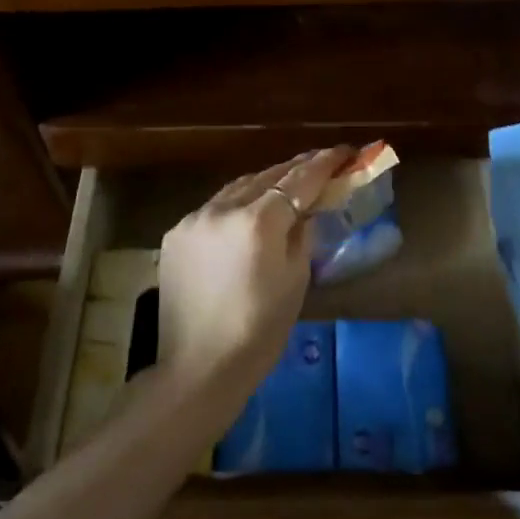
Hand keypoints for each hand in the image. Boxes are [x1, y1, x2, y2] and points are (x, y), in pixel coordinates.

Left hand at [157, 148, 352, 390]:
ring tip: (286, 184)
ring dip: (264, 184)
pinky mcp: (175, 235)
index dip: (324, 163)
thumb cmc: (259, 330)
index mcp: (257, 221)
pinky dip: (236, 205)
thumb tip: (307, 210)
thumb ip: (303, 234)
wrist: (199, 367)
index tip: (344, 151)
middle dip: (295, 169)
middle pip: (266, 177)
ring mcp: (193, 219)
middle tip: (320, 163)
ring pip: (237, 188)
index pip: (298, 180)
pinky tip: (248, 214)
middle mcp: (222, 209)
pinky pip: (213, 209)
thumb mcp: (296, 280)